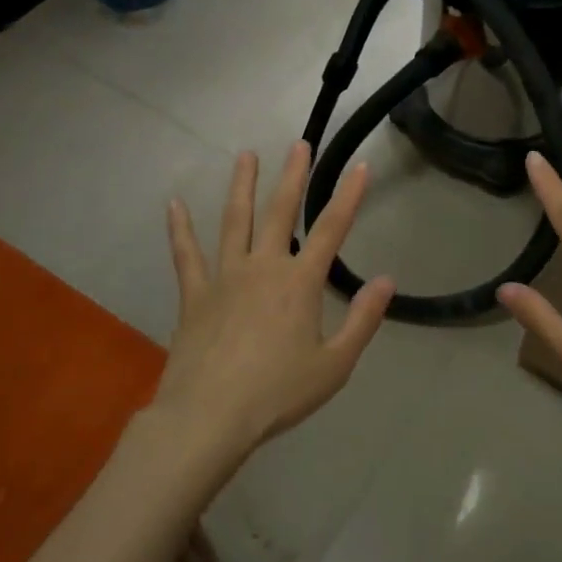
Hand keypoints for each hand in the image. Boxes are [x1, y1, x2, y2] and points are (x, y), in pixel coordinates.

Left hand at [155, 142, 395, 461]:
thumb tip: (387, 281)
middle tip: (299, 144)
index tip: (360, 165)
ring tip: (245, 155)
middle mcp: (263, 267)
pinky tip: (174, 205)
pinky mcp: (194, 294)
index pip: (331, 229)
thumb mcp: (334, 365)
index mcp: (300, 283)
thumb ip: (362, 320)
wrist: (209, 418)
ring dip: (241, 186)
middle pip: (280, 211)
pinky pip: (186, 255)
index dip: (349, 195)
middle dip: (293, 175)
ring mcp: (224, 277)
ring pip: (234, 221)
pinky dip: (180, 229)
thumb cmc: (277, 394)